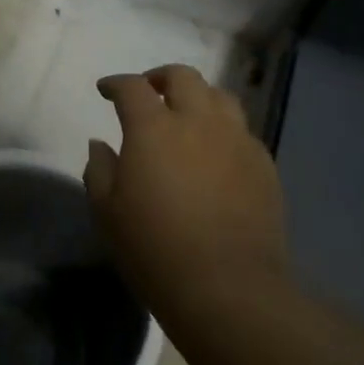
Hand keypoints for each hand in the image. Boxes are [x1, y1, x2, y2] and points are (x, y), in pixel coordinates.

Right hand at [85, 64, 288, 308]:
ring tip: (187, 115)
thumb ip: (99, 169)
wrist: (227, 288)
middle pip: (182, 76)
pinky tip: (215, 153)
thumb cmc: (154, 249)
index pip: (132, 87)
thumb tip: (101, 144)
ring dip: (197, 97)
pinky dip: (223, 130)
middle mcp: (198, 121)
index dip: (116, 83)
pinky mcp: (263, 164)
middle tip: (149, 92)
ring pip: (220, 97)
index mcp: (153, 128)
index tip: (106, 89)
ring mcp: (237, 140)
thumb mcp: (107, 212)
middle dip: (160, 78)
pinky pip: (242, 131)